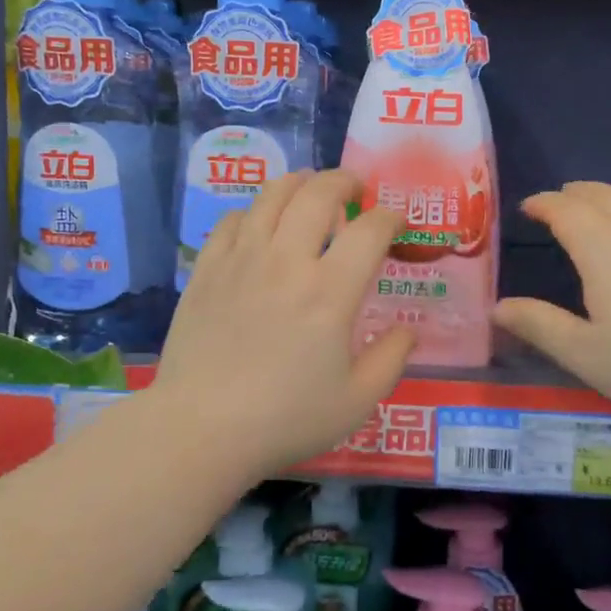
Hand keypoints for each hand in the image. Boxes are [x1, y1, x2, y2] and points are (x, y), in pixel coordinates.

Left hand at [152, 170, 414, 477]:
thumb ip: (391, 359)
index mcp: (331, 291)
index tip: (396, 224)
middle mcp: (287, 261)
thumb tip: (408, 331)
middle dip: (344, 181)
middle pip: (318, 193)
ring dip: (299, 184)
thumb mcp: (357, 401)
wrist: (202, 429)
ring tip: (310, 191)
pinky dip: (255, 212)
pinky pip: (233, 220)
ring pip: (272, 195)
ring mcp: (242, 260)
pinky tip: (260, 225)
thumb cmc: (286, 419)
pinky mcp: (207, 269)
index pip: (370, 229)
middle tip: (355, 190)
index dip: (391, 217)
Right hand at [492, 181, 610, 417]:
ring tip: (597, 216)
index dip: (544, 204)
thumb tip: (498, 307)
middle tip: (559, 200)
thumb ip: (539, 325)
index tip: (529, 206)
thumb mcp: (584, 353)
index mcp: (602, 250)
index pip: (565, 210)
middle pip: (603, 196)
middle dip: (576, 193)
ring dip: (609, 204)